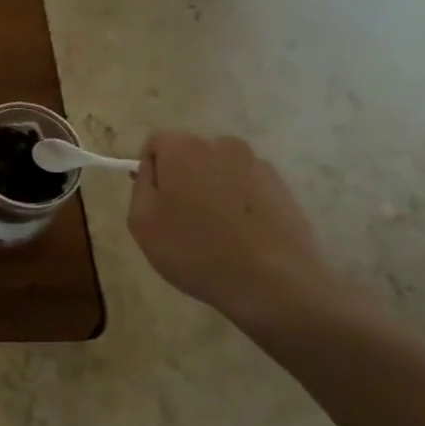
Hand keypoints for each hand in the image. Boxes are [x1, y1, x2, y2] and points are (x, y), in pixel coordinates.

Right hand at [127, 132, 340, 328]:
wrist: (273, 282)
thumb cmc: (195, 250)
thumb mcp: (142, 222)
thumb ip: (141, 185)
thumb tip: (153, 169)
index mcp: (184, 148)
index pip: (156, 143)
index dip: (150, 172)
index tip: (154, 203)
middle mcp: (223, 145)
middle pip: (190, 155)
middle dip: (182, 179)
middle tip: (181, 221)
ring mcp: (258, 166)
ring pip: (220, 172)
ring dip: (212, 191)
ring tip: (215, 233)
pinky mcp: (283, 188)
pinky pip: (247, 188)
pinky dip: (239, 204)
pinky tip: (241, 237)